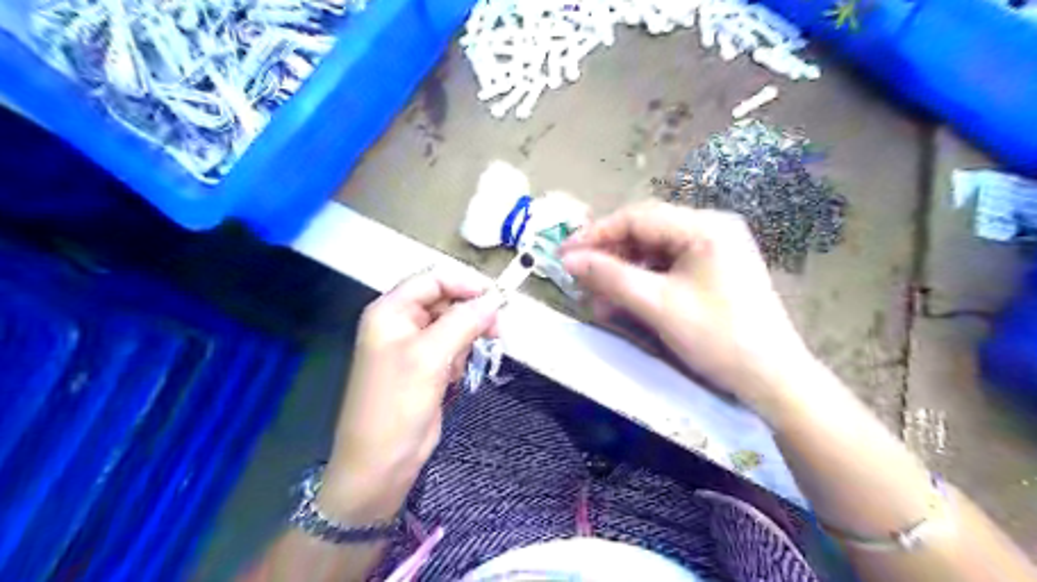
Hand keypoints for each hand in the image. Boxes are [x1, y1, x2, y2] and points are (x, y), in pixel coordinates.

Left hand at [324, 268, 505, 521]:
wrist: (381, 462)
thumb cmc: (397, 403)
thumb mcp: (431, 356)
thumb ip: (464, 321)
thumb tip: (494, 301)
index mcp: (391, 310)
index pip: (433, 279)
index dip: (465, 284)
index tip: (497, 299)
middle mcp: (400, 322)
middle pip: (446, 301)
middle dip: (471, 315)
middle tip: (496, 332)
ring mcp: (413, 345)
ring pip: (453, 325)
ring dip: (466, 340)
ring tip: (461, 366)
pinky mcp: (425, 366)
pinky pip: (452, 348)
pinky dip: (460, 358)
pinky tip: (454, 378)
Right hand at [561, 204, 817, 413]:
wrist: (773, 379)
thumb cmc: (718, 338)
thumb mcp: (658, 305)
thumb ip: (610, 277)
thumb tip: (568, 260)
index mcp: (704, 226)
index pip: (637, 217)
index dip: (596, 233)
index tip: (564, 254)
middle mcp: (711, 228)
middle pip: (645, 232)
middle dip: (609, 256)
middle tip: (579, 278)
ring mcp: (714, 249)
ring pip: (654, 251)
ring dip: (623, 272)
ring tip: (598, 298)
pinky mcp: (713, 270)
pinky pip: (668, 267)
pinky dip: (643, 283)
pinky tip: (625, 301)